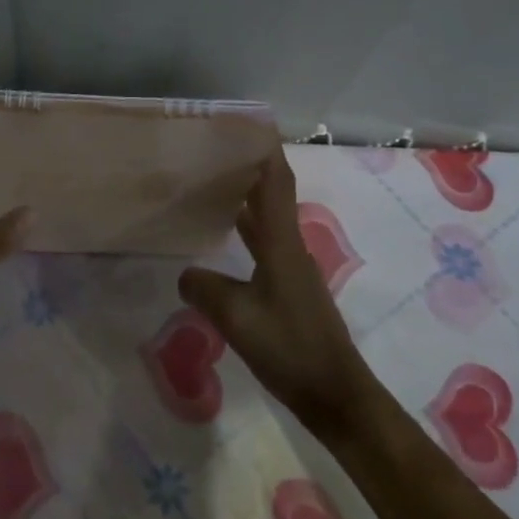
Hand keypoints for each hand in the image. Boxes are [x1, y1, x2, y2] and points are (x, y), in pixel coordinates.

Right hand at [179, 151, 376, 433]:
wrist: (334, 394)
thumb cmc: (289, 348)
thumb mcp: (236, 316)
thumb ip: (205, 289)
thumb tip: (185, 274)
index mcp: (282, 244)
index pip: (275, 183)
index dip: (264, 150)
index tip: (248, 124)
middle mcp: (289, 248)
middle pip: (272, 195)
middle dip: (250, 167)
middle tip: (217, 149)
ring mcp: (291, 270)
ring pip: (267, 220)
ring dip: (247, 198)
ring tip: (215, 181)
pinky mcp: (288, 291)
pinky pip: (263, 245)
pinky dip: (245, 230)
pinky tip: (225, 237)